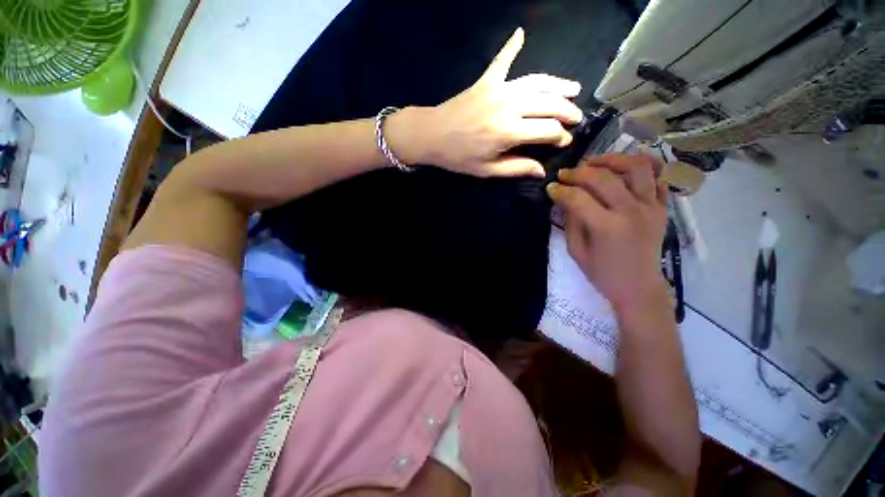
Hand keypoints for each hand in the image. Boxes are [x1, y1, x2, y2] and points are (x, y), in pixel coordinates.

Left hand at [387, 27, 583, 177]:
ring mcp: (497, 89)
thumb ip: (517, 168)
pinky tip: (520, 32)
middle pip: (548, 104)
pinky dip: (510, 46)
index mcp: (508, 132)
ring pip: (536, 83)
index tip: (563, 141)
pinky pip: (501, 60)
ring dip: (557, 85)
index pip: (548, 130)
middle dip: (567, 111)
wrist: (428, 133)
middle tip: (576, 117)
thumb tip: (544, 171)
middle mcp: (507, 107)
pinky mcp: (486, 80)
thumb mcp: (487, 170)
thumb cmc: (457, 155)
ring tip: (574, 88)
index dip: (561, 136)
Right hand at [547, 154, 669, 310]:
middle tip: (569, 175)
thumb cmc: (606, 276)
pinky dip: (644, 174)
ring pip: (637, 166)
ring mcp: (650, 208)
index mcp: (608, 228)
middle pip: (603, 177)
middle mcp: (631, 212)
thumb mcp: (579, 254)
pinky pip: (658, 180)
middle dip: (580, 171)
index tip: (553, 188)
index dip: (560, 189)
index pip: (578, 197)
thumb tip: (564, 196)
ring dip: (616, 159)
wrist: (640, 290)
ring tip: (602, 165)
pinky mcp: (662, 209)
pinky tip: (628, 177)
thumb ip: (571, 223)